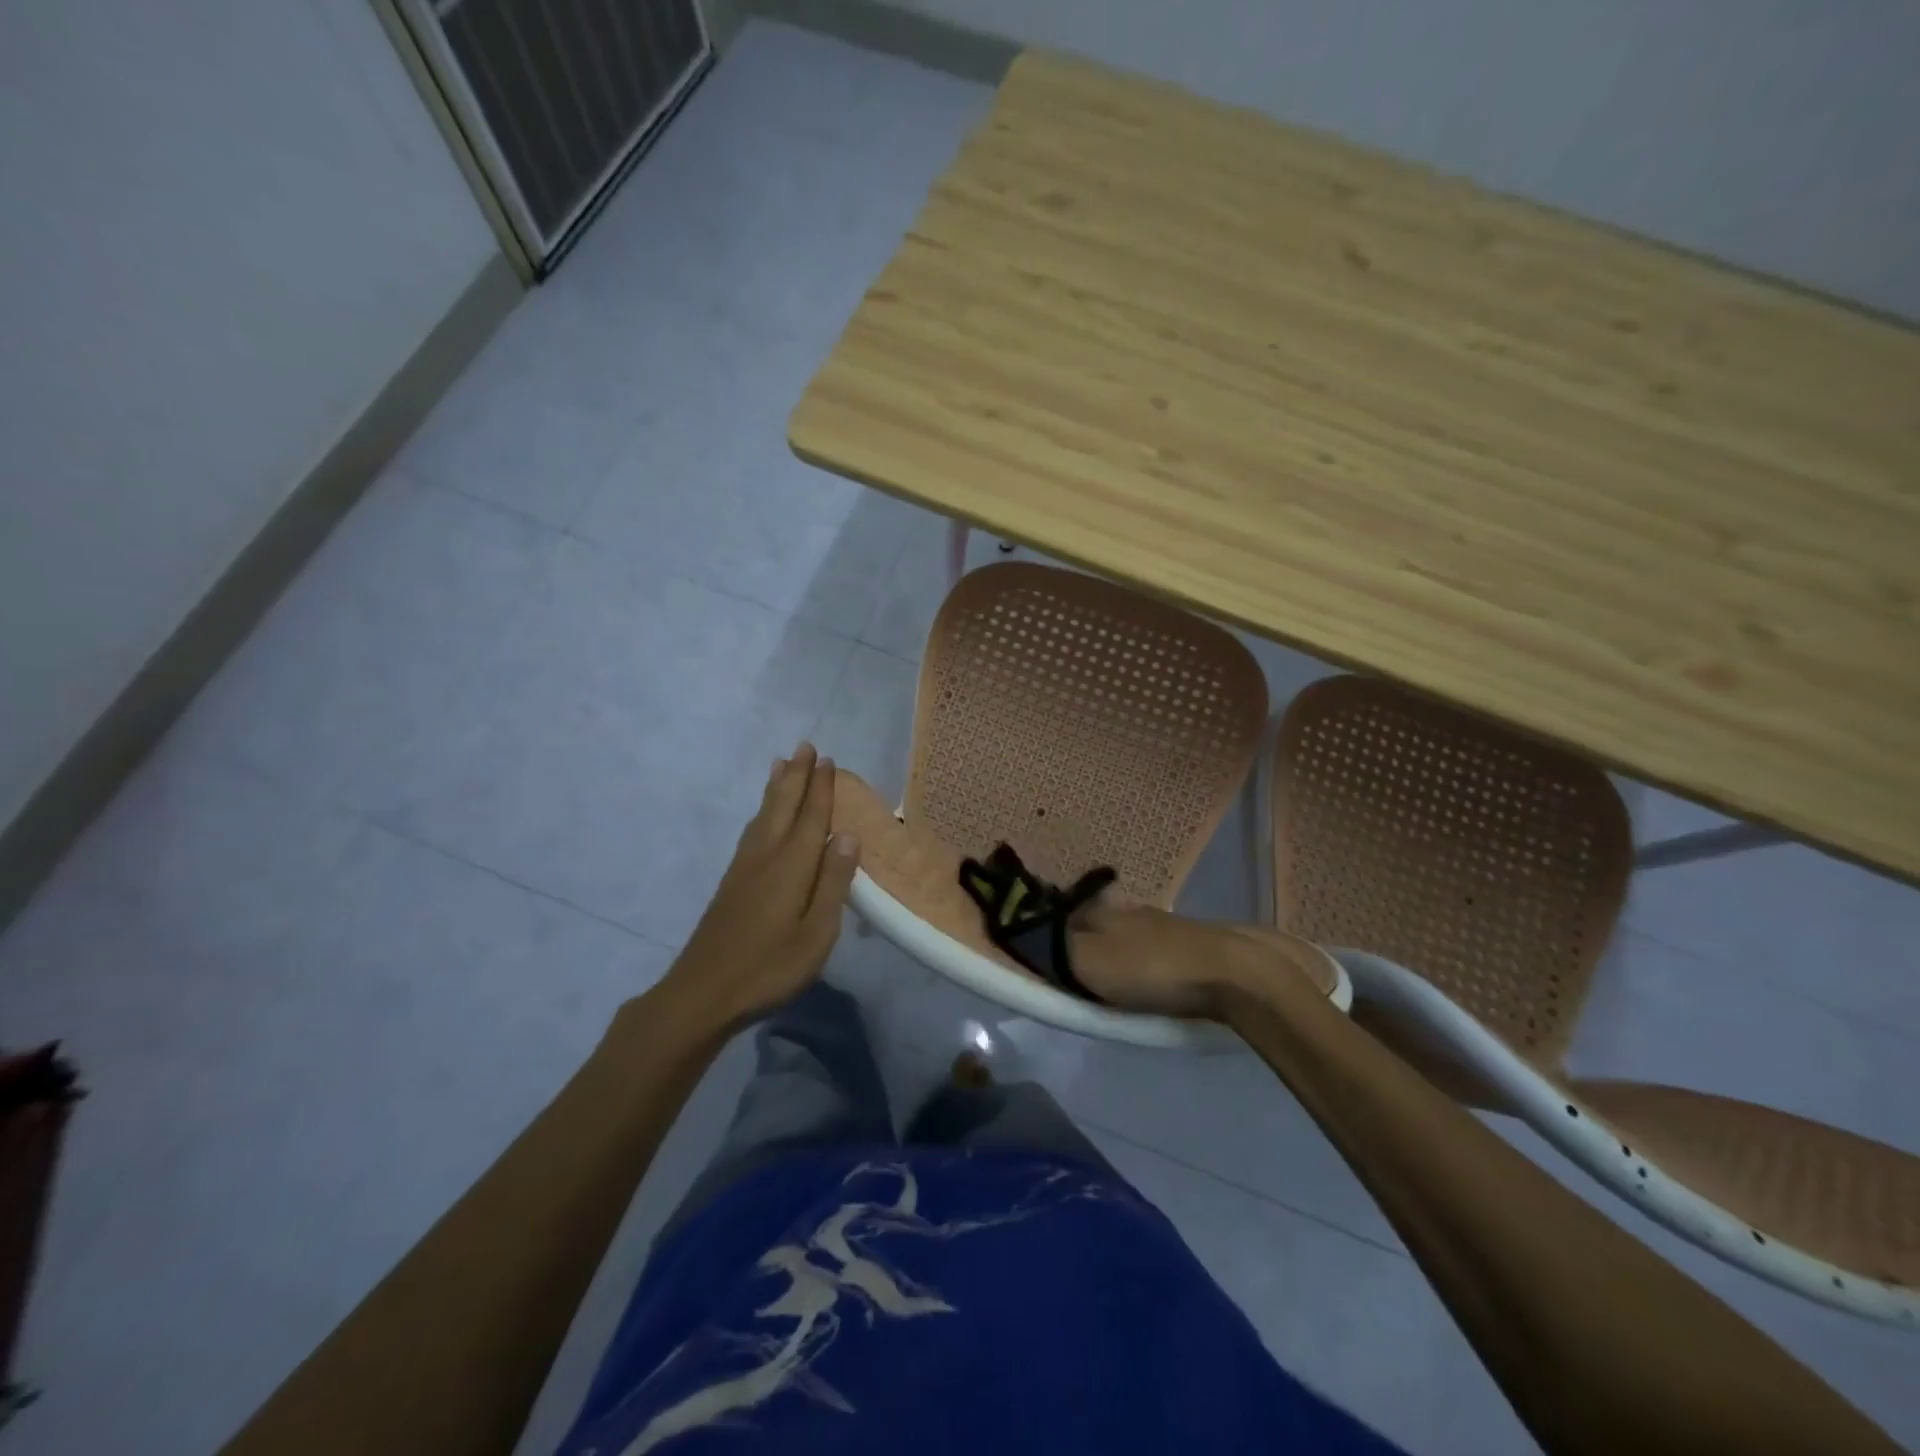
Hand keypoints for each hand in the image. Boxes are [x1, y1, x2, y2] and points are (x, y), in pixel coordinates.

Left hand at [658, 744, 859, 1031]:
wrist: (703, 993)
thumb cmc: (769, 967)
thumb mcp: (816, 933)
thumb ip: (833, 882)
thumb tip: (849, 835)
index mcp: (792, 866)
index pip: (811, 817)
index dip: (821, 788)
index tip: (827, 760)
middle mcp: (766, 856)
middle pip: (783, 806)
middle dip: (796, 775)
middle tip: (805, 746)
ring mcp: (744, 868)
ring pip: (763, 815)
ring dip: (776, 787)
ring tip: (781, 763)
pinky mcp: (732, 882)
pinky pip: (752, 830)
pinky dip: (761, 810)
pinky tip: (762, 815)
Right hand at [1069, 902, 1332, 1019]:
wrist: (1232, 971)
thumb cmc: (1151, 968)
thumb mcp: (1089, 962)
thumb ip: (1055, 951)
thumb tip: (1028, 935)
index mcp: (1102, 911)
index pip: (1065, 915)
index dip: (1051, 933)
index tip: (1045, 955)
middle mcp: (1131, 910)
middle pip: (1098, 922)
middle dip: (1087, 940)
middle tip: (1079, 971)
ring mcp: (1167, 924)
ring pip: (1130, 933)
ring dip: (1120, 949)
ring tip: (1115, 978)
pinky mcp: (1195, 943)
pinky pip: (1158, 949)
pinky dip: (1149, 960)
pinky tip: (1154, 976)